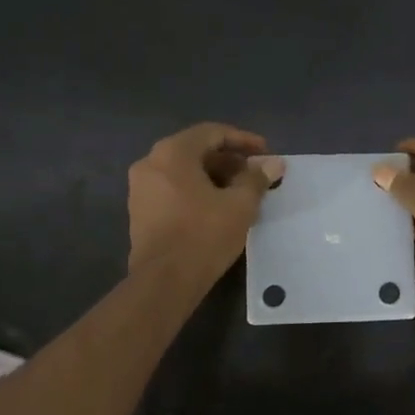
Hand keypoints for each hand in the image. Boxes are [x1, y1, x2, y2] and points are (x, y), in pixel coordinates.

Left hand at [128, 123, 284, 278]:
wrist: (164, 281)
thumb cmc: (204, 235)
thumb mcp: (240, 205)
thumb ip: (256, 179)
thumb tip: (274, 164)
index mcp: (172, 153)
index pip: (212, 133)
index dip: (243, 140)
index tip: (266, 153)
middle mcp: (150, 163)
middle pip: (196, 151)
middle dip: (229, 161)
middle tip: (255, 175)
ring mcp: (140, 188)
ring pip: (184, 171)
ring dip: (214, 177)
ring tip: (241, 193)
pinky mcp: (140, 211)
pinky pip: (173, 189)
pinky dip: (196, 191)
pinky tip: (218, 208)